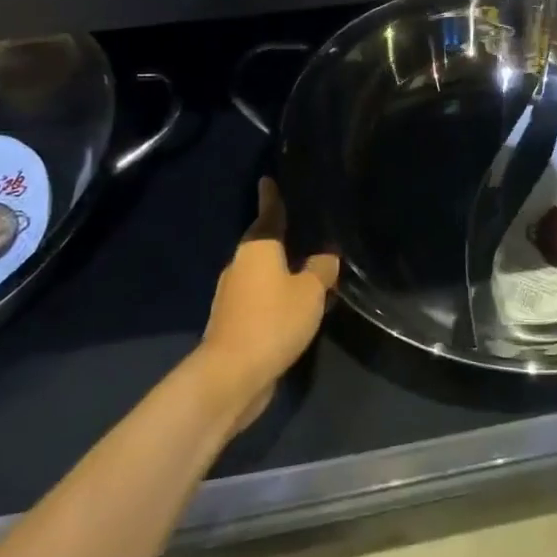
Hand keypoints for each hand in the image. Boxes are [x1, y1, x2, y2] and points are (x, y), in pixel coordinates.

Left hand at [199, 178, 339, 432]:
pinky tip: (295, 309)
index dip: (271, 197)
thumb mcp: (310, 292)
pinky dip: (276, 300)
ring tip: (308, 273)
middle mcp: (240, 266)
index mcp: (258, 248)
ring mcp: (232, 296)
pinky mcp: (233, 324)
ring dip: (281, 274)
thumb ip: (321, 270)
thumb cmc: (272, 321)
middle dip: (282, 241)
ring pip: (262, 275)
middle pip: (264, 246)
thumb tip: (326, 257)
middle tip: (305, 232)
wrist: (231, 376)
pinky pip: (260, 301)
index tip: (267, 180)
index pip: (269, 215)